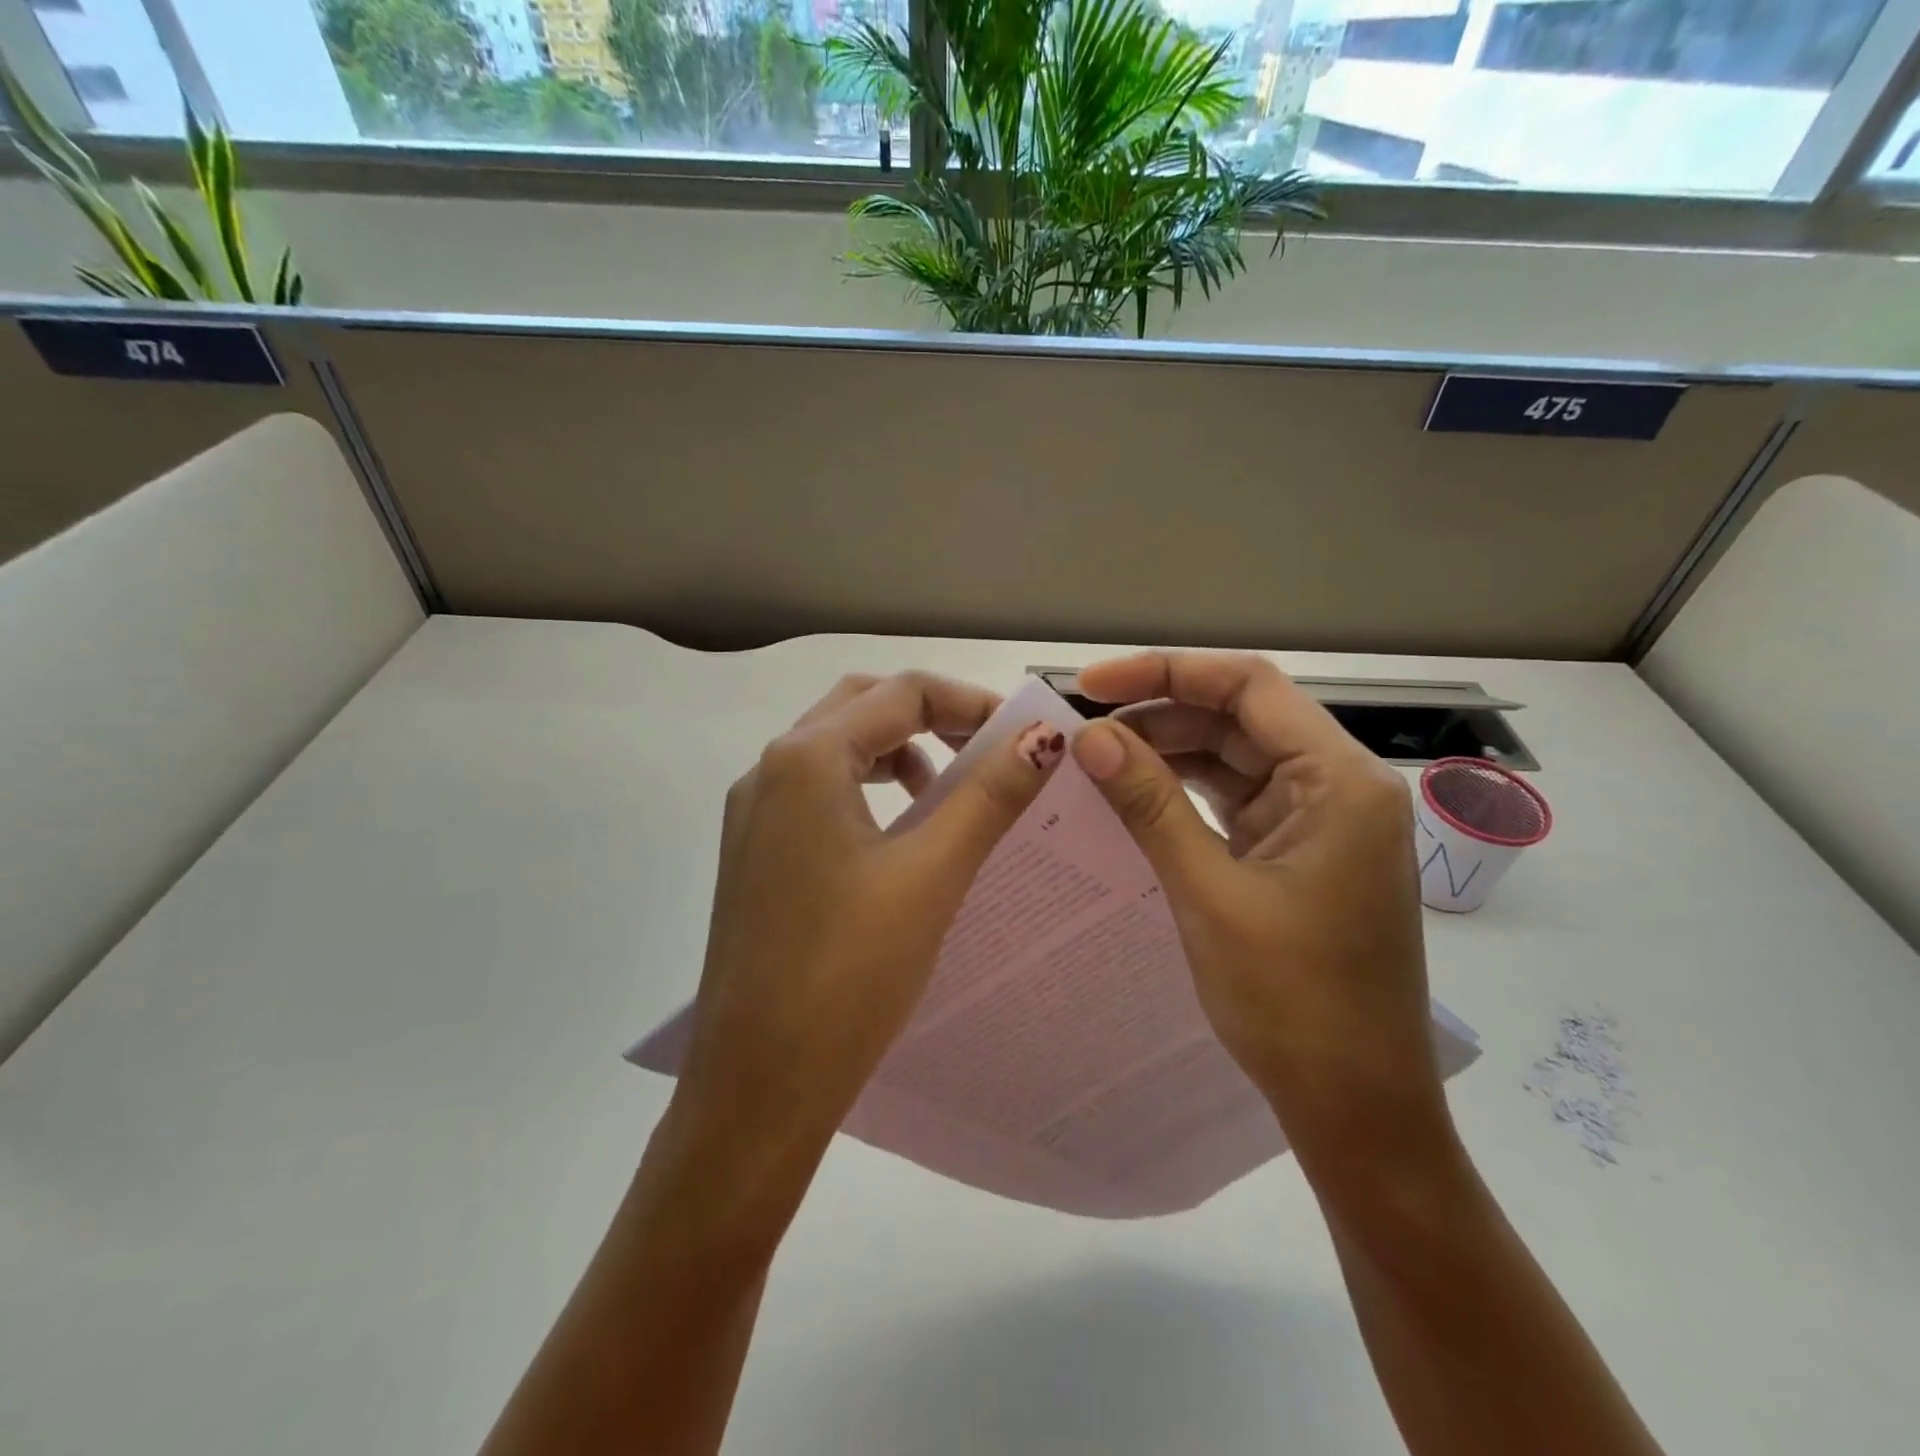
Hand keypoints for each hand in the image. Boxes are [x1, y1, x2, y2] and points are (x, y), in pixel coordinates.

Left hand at [670, 671, 1060, 1206]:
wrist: (758, 1085)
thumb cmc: (848, 974)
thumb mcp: (931, 874)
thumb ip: (989, 795)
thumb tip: (1044, 737)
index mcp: (804, 759)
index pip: (900, 692)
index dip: (968, 702)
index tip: (1023, 736)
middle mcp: (769, 771)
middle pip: (861, 706)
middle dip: (929, 715)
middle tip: (987, 750)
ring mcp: (755, 814)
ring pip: (836, 747)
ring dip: (897, 750)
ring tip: (947, 788)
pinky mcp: (756, 853)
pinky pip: (819, 791)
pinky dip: (867, 787)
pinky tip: (900, 831)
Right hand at [1070, 651, 1446, 1157]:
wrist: (1356, 1110)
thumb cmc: (1294, 1003)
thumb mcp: (1209, 893)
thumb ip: (1150, 806)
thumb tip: (1089, 738)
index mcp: (1340, 782)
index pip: (1248, 688)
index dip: (1166, 673)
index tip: (1091, 686)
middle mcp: (1338, 787)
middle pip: (1239, 719)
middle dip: (1159, 717)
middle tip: (1082, 735)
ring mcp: (1320, 823)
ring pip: (1233, 760)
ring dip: (1168, 756)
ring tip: (1096, 764)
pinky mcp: (1298, 855)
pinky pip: (1234, 803)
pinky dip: (1185, 796)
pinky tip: (1133, 799)